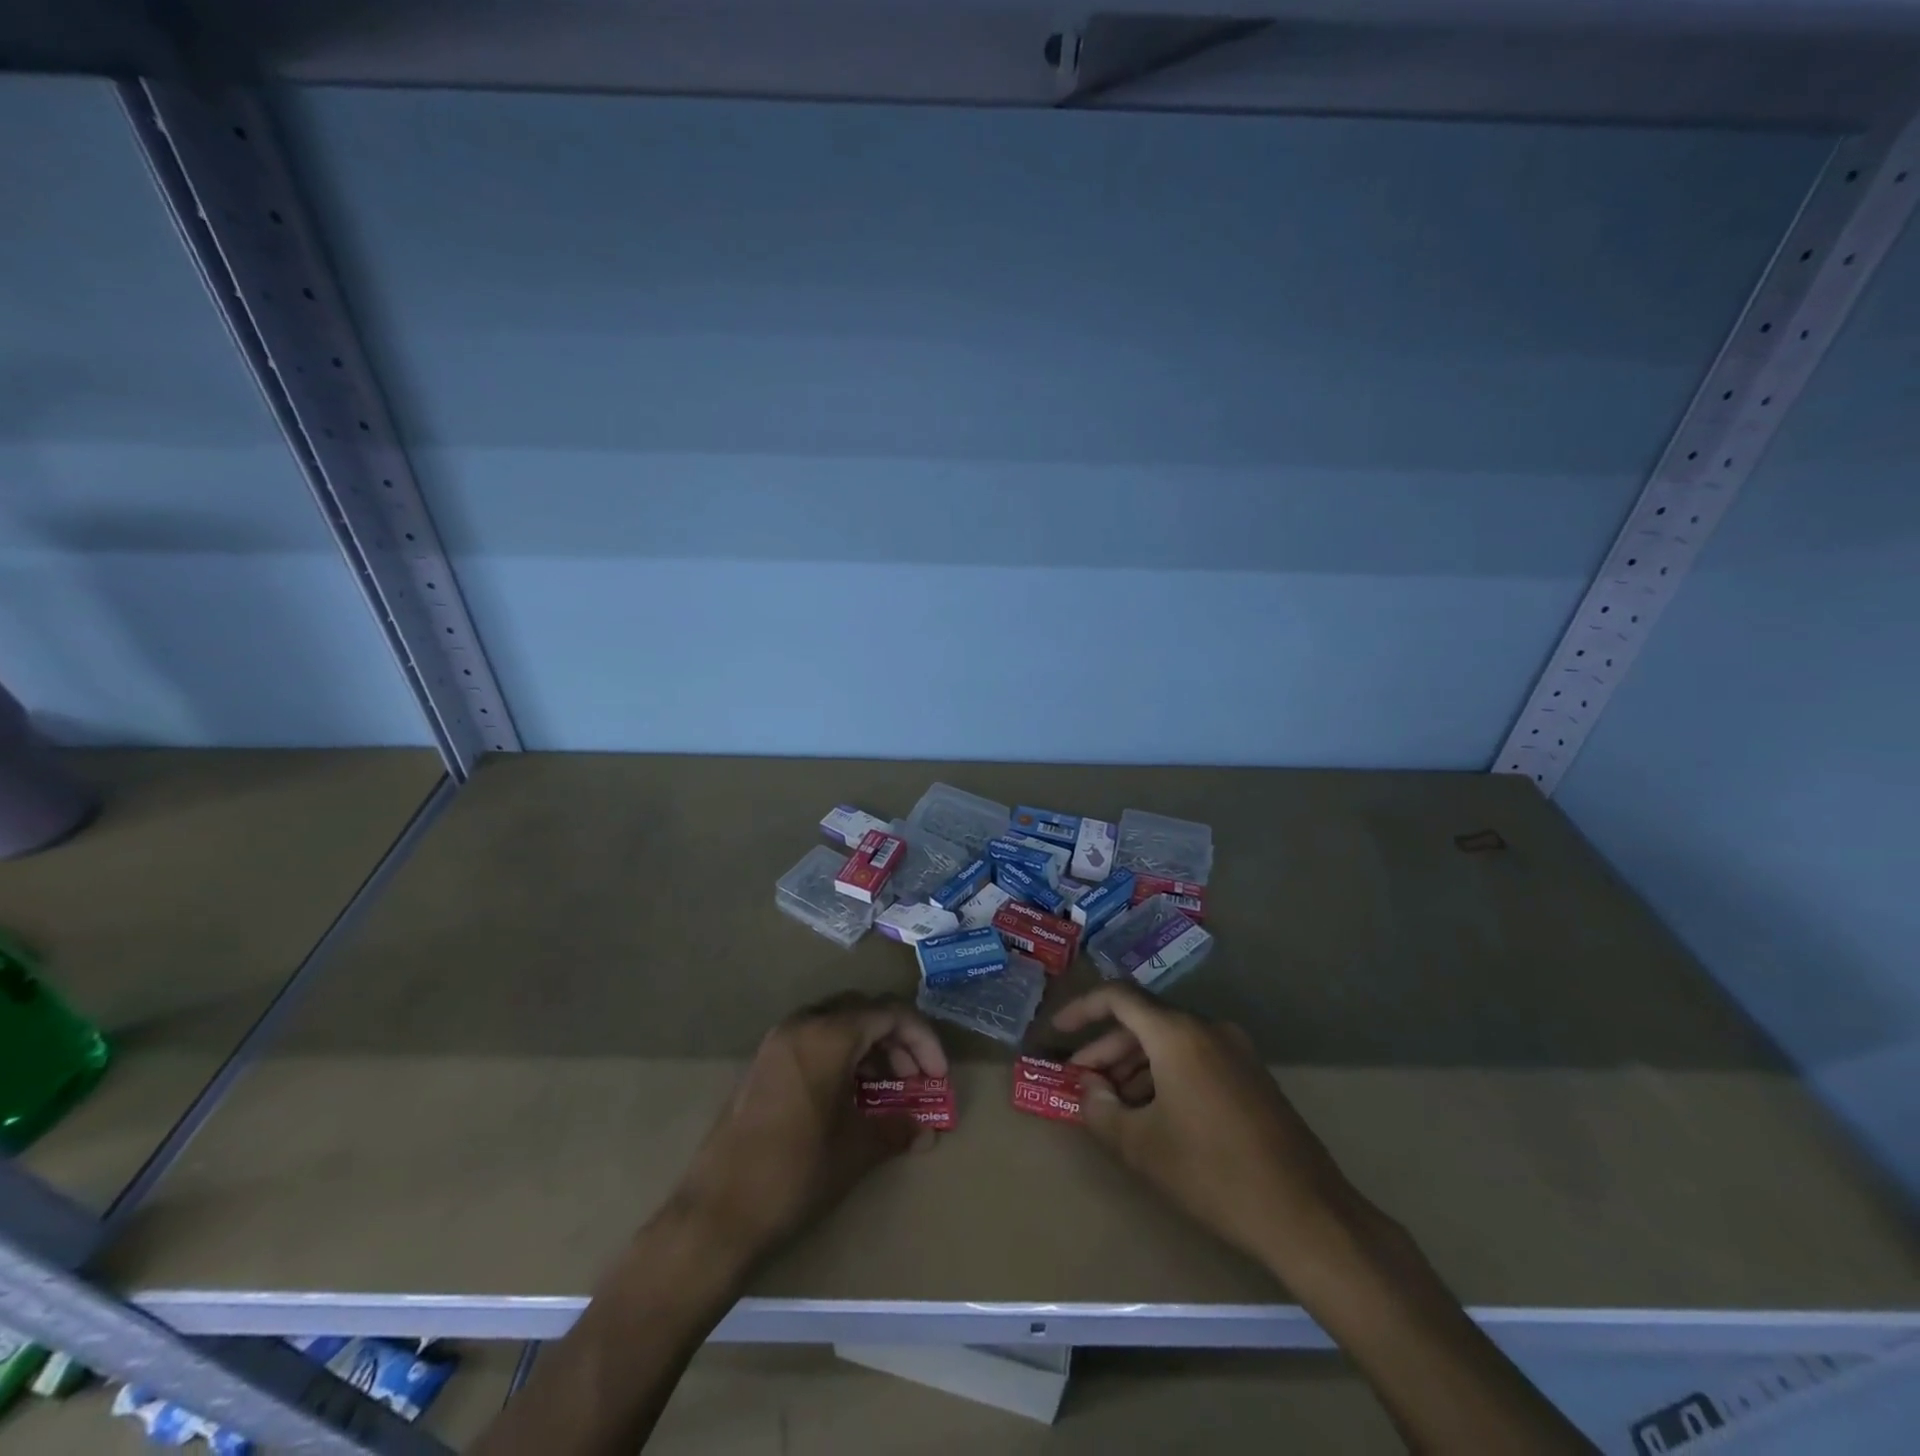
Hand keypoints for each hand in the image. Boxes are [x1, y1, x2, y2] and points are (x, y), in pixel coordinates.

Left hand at [672, 992, 948, 1264]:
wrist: (715, 1215)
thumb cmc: (794, 1174)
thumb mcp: (855, 1150)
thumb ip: (897, 1129)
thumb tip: (928, 1131)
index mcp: (827, 1035)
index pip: (890, 1014)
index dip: (923, 1041)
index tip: (937, 1077)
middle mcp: (802, 1024)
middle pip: (864, 1012)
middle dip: (898, 1042)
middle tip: (916, 1081)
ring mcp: (778, 1042)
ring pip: (839, 1026)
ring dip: (871, 1050)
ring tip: (889, 1092)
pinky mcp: (764, 1064)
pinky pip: (815, 1042)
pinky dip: (843, 1058)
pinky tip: (852, 1097)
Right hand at [1055, 981, 1356, 1267]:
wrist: (1307, 1215)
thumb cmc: (1214, 1174)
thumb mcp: (1142, 1147)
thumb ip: (1101, 1111)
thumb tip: (1088, 1090)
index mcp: (1178, 1034)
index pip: (1118, 997)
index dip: (1082, 1010)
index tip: (1057, 1033)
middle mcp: (1208, 1028)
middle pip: (1144, 1022)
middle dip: (1106, 1049)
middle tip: (1081, 1082)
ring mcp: (1235, 1050)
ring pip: (1170, 1042)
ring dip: (1135, 1065)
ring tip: (1112, 1104)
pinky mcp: (1251, 1076)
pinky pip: (1195, 1058)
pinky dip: (1165, 1074)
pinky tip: (1153, 1113)